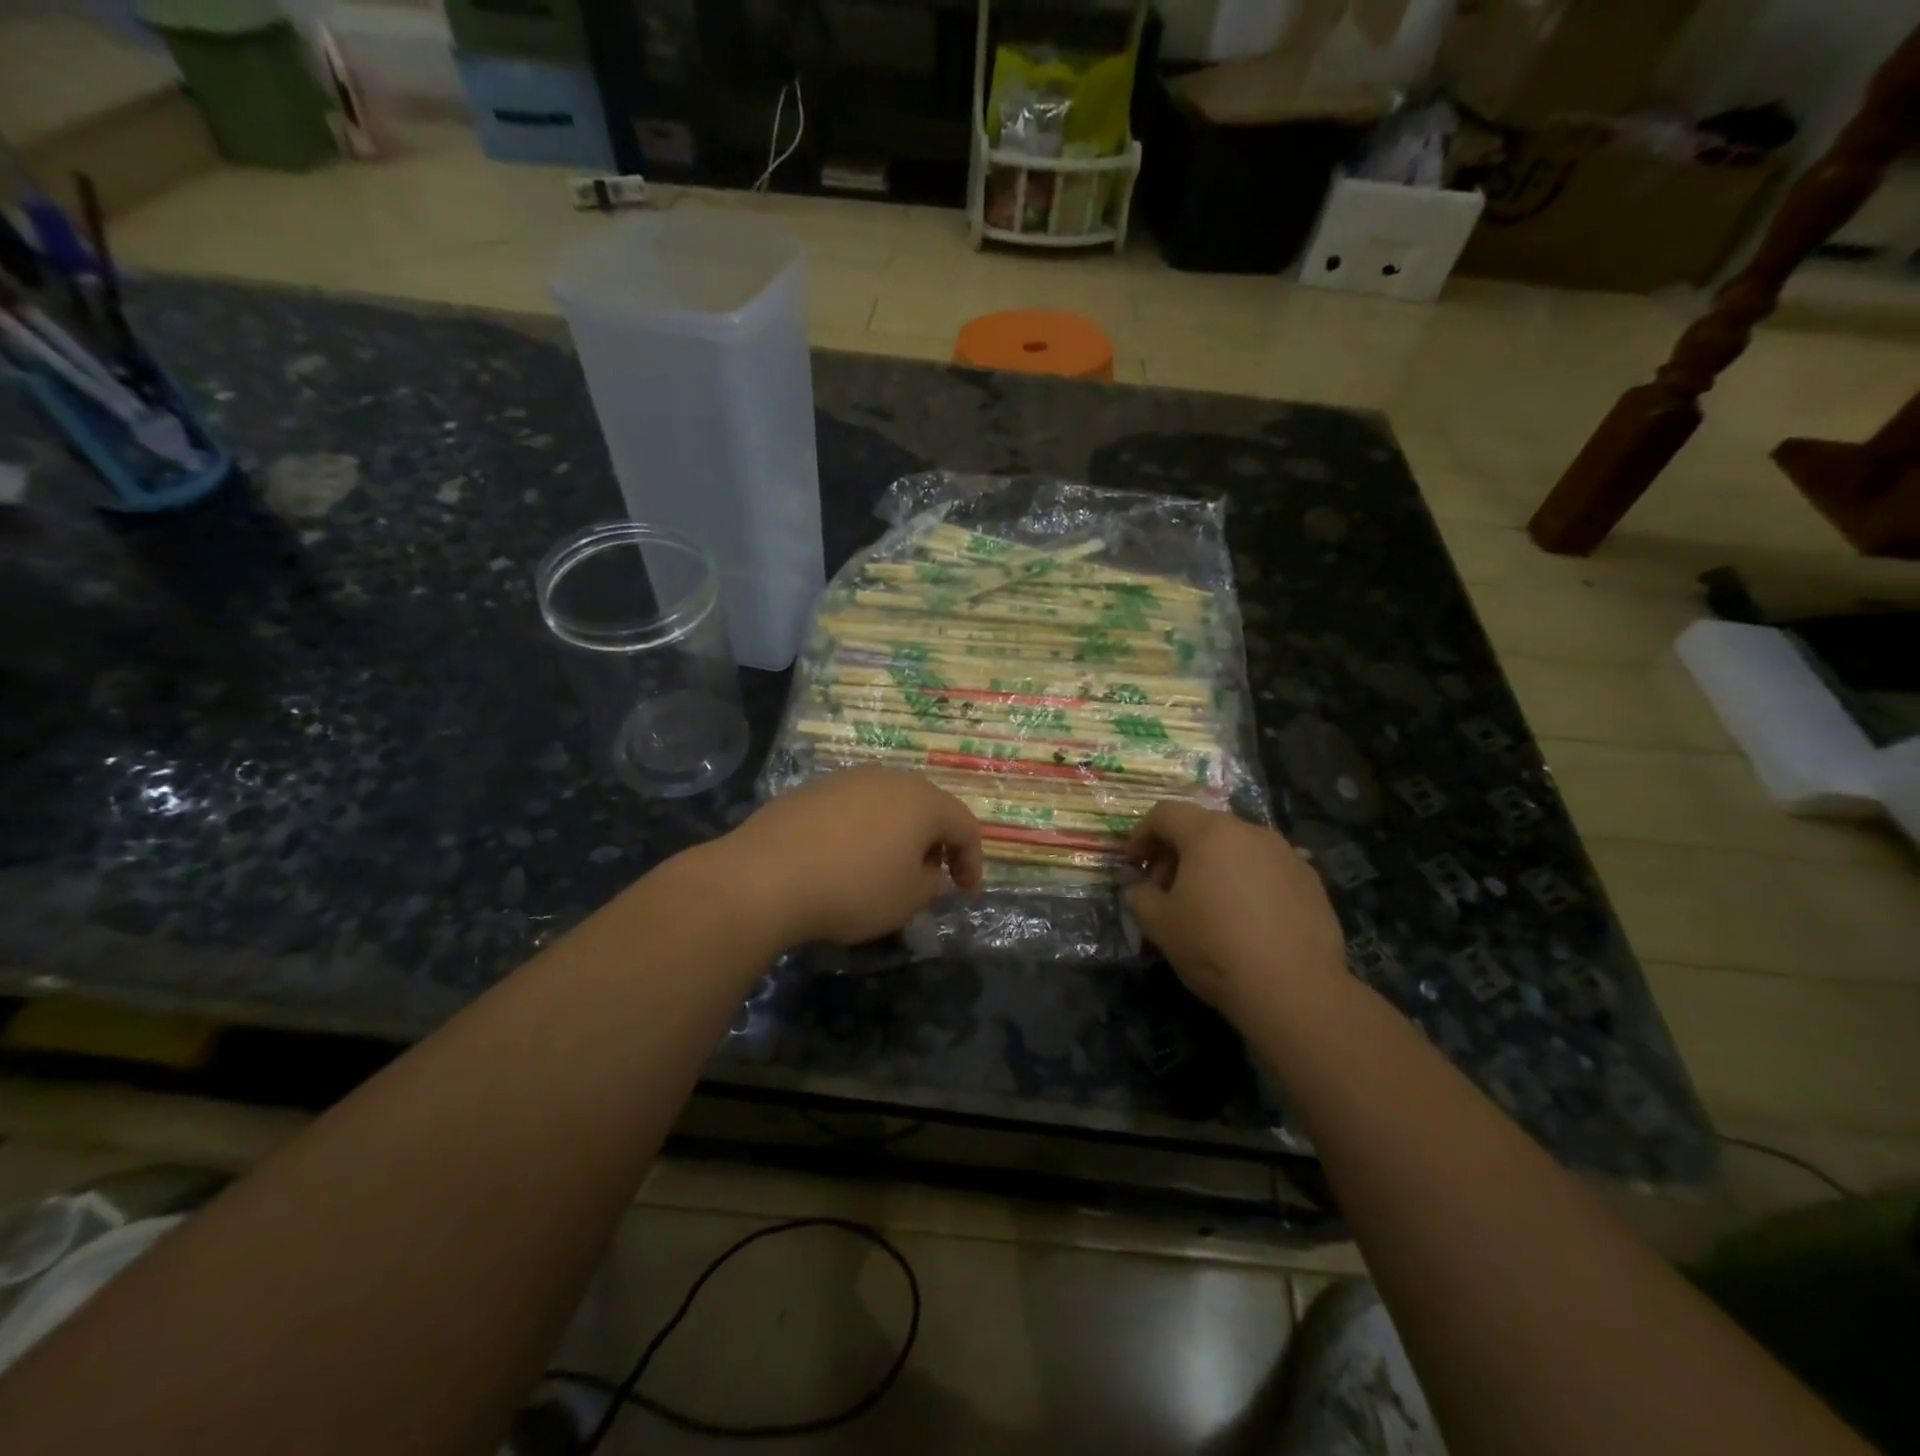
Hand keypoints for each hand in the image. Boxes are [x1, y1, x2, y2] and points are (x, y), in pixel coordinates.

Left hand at [722, 767, 982, 946]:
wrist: (765, 876)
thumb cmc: (853, 889)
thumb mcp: (909, 898)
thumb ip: (932, 880)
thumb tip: (927, 867)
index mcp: (923, 800)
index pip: (965, 826)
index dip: (972, 861)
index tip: (966, 892)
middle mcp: (889, 779)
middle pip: (927, 807)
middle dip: (936, 842)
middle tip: (933, 875)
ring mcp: (847, 780)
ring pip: (888, 804)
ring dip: (898, 834)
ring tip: (889, 867)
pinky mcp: (812, 790)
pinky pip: (854, 809)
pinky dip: (863, 831)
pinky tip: (847, 859)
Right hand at [1126, 801, 1346, 1017]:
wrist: (1294, 988)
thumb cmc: (1214, 947)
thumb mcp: (1158, 924)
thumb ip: (1140, 896)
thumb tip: (1141, 889)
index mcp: (1209, 833)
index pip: (1165, 814)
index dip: (1141, 835)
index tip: (1133, 865)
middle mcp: (1250, 832)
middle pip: (1202, 827)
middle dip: (1177, 851)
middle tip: (1165, 888)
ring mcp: (1286, 854)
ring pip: (1237, 847)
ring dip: (1214, 865)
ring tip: (1207, 904)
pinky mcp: (1311, 880)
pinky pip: (1267, 869)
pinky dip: (1247, 882)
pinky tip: (1246, 918)